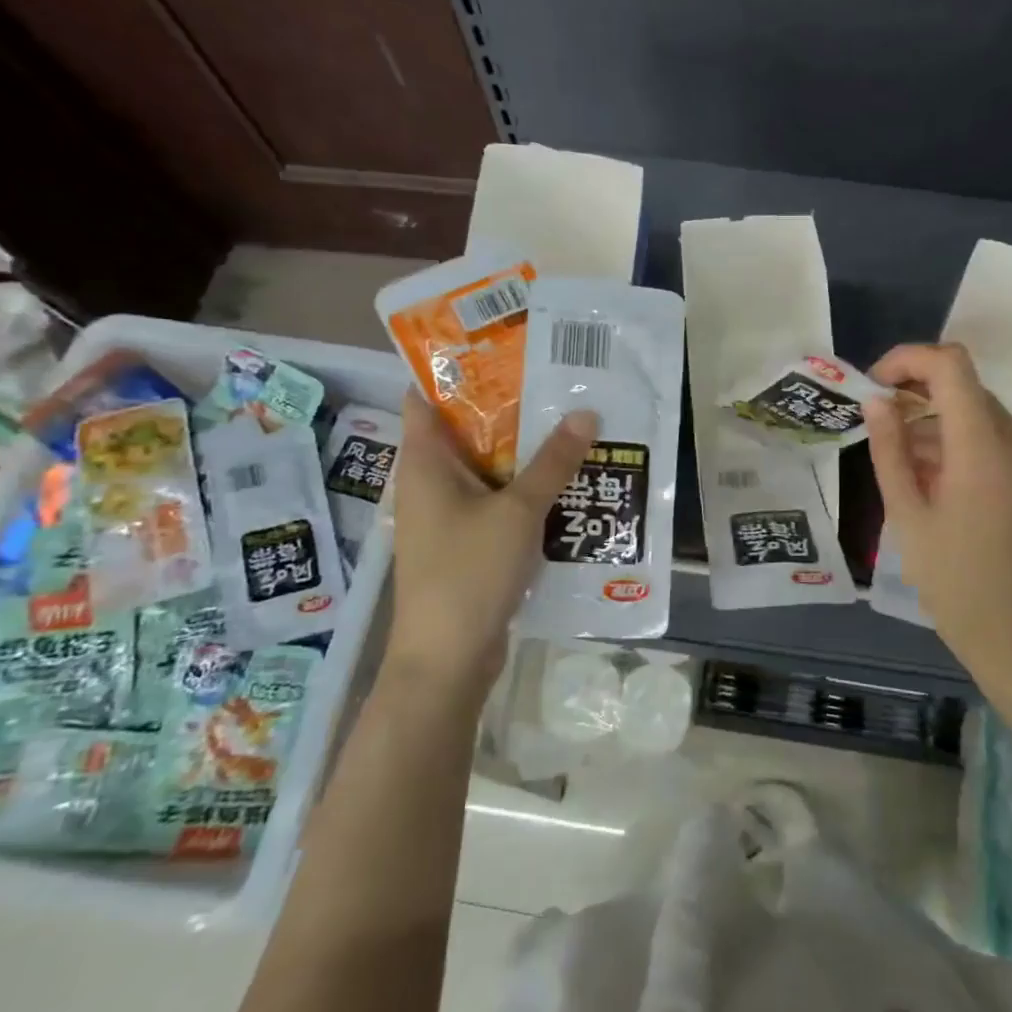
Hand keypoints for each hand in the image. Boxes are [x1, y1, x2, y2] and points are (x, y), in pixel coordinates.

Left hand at [389, 393, 595, 701]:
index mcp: (424, 463)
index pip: (425, 397)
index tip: (502, 350)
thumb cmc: (469, 573)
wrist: (447, 661)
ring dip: (522, 452)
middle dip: (508, 408)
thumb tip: (586, 413)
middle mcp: (430, 483)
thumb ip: (552, 462)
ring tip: (570, 423)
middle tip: (556, 382)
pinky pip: (497, 503)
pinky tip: (565, 482)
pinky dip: (524, 490)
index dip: (456, 370)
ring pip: (487, 469)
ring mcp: (448, 516)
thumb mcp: (517, 511)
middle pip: (465, 431)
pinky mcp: (467, 545)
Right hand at [866, 343, 1011, 678]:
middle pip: (965, 388)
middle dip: (918, 394)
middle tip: (881, 427)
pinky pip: (995, 438)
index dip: (909, 359)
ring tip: (904, 464)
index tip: (876, 384)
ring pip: (979, 412)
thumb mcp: (907, 515)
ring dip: (937, 421)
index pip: (951, 366)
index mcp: (985, 449)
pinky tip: (935, 478)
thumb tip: (876, 401)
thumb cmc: (952, 581)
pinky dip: (961, 442)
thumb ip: (890, 450)